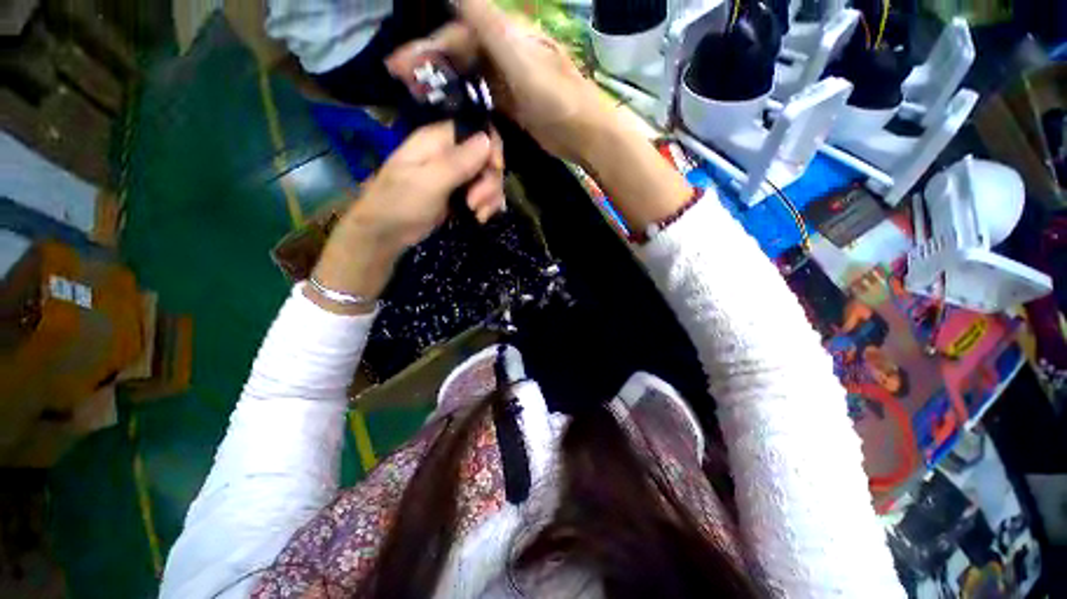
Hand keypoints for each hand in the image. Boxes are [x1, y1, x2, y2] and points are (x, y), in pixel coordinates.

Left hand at [308, 122, 504, 313]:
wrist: (386, 233)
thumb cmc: (400, 204)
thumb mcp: (428, 183)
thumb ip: (457, 162)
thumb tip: (487, 139)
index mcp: (439, 140)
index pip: (478, 130)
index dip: (492, 149)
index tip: (493, 171)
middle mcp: (451, 154)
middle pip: (488, 158)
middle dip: (489, 182)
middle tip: (475, 203)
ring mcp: (456, 176)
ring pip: (489, 178)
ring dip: (489, 197)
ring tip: (478, 214)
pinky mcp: (460, 195)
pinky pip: (484, 194)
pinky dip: (486, 206)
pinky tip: (479, 218)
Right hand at [386, 0, 610, 163]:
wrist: (582, 134)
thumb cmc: (554, 97)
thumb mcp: (518, 56)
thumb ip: (485, 21)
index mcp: (505, 35)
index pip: (458, 33)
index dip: (428, 46)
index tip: (400, 64)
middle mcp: (505, 53)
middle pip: (460, 54)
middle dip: (431, 66)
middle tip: (403, 83)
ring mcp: (508, 81)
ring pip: (469, 77)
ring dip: (446, 85)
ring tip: (420, 98)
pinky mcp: (513, 106)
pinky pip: (483, 98)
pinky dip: (465, 103)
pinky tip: (451, 112)